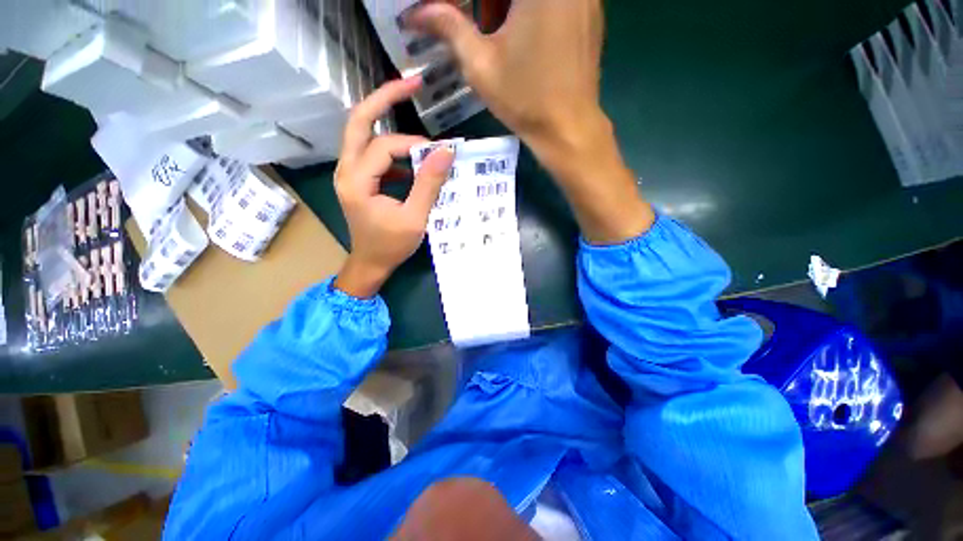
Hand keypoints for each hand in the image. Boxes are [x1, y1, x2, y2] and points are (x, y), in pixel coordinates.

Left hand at [334, 78, 454, 297]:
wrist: (370, 264)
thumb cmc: (391, 246)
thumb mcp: (415, 218)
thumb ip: (429, 184)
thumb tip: (447, 151)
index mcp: (356, 181)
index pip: (384, 146)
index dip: (413, 145)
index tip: (439, 153)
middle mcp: (346, 170)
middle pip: (358, 120)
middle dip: (385, 98)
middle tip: (412, 82)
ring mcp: (349, 174)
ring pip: (362, 133)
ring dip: (386, 118)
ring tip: (410, 106)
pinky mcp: (358, 180)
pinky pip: (372, 153)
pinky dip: (392, 149)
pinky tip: (411, 161)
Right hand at [413, 1, 653, 243]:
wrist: (568, 129)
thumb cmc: (524, 100)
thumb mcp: (480, 65)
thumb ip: (450, 28)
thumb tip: (417, 13)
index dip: (474, 4)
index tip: (459, 14)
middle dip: (490, 4)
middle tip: (480, 21)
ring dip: (509, 6)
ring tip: (497, 26)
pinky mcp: (592, 12)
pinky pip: (558, 0)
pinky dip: (536, 10)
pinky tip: (527, 33)